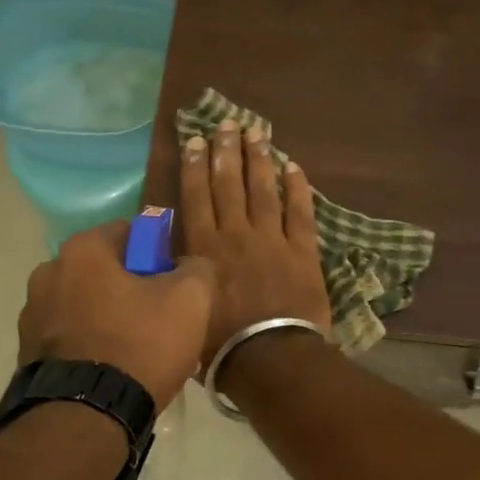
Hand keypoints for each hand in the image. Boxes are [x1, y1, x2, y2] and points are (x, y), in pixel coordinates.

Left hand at [17, 221, 214, 409]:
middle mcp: (47, 274)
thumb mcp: (190, 300)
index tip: (173, 285)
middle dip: (132, 290)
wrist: (86, 419)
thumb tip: (189, 266)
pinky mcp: (27, 355)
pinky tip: (114, 373)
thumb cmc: (139, 345)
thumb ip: (197, 269)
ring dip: (109, 319)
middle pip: (105, 271)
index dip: (157, 255)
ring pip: (86, 306)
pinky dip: (90, 347)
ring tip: (138, 355)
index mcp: (82, 251)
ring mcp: (31, 317)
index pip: (129, 233)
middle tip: (161, 322)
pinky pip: (70, 338)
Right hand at [179, 119, 332, 371]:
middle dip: (226, 151)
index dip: (195, 165)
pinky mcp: (302, 251)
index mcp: (205, 247)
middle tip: (227, 124)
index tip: (195, 140)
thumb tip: (176, 259)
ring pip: (263, 190)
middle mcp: (236, 234)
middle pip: (229, 184)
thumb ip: (184, 276)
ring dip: (259, 159)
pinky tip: (293, 167)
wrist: (269, 356)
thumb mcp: (188, 307)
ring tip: (257, 132)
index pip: (197, 196)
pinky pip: (300, 212)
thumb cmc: (221, 342)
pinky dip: (297, 189)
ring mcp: (272, 239)